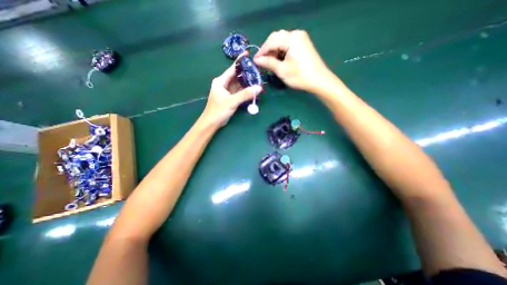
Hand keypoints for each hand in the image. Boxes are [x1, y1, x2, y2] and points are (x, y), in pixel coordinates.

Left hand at [200, 62, 260, 126]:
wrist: (211, 123)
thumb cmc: (218, 110)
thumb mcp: (232, 101)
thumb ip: (245, 94)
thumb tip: (259, 88)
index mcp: (221, 81)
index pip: (232, 69)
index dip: (240, 62)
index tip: (248, 54)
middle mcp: (224, 84)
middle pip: (237, 77)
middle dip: (246, 74)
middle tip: (258, 70)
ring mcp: (227, 92)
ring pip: (239, 85)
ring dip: (247, 83)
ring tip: (258, 79)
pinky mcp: (230, 98)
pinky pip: (239, 92)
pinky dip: (245, 91)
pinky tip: (252, 90)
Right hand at [254, 29, 332, 92]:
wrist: (319, 80)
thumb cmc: (300, 76)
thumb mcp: (282, 70)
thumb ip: (268, 63)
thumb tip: (257, 60)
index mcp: (291, 38)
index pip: (271, 41)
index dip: (261, 51)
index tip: (254, 61)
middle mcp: (296, 34)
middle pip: (276, 38)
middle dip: (267, 50)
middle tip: (262, 62)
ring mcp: (301, 38)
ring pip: (282, 41)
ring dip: (274, 51)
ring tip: (270, 62)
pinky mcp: (303, 44)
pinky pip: (288, 44)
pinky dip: (281, 51)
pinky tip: (279, 60)